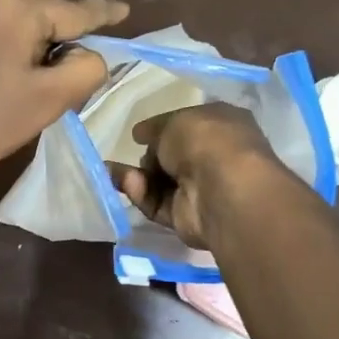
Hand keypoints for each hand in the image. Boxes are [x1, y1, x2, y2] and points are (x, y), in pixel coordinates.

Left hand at [0, 0, 127, 195]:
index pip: (75, 9)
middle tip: (61, 57)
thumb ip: (85, 70)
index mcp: (17, 5)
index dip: (103, 13)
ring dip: (29, 19)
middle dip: (58, 16)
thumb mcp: (47, 102)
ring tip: (29, 61)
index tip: (124, 11)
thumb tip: (91, 54)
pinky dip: (1, 24)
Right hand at [112, 103, 287, 246]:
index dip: (165, 129)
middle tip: (132, 152)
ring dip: (137, 175)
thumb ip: (155, 128)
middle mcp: (215, 158)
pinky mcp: (186, 217)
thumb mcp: (174, 121)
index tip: (140, 133)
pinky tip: (127, 182)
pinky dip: (140, 194)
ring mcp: (202, 190)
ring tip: (115, 170)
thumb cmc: (205, 141)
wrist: (220, 188)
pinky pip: (157, 204)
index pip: (191, 127)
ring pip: (161, 183)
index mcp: (223, 126)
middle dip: (150, 156)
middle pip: (173, 157)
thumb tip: (141, 134)